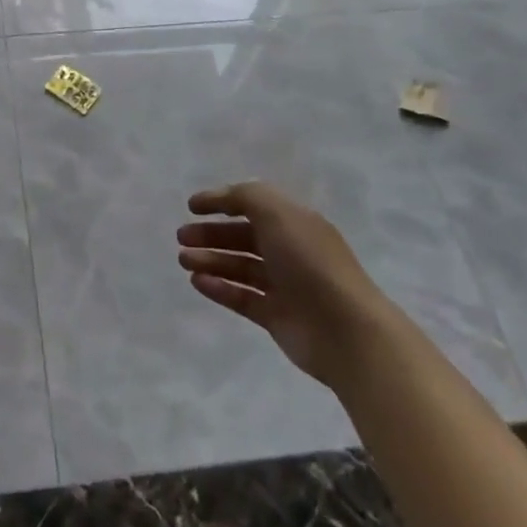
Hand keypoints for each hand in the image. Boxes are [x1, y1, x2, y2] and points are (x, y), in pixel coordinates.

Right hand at [177, 181, 385, 385]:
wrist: (344, 329)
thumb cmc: (309, 262)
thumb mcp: (277, 213)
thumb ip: (245, 197)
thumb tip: (222, 198)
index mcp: (295, 222)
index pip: (254, 205)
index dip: (222, 201)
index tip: (191, 206)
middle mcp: (290, 250)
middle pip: (244, 236)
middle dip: (212, 233)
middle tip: (182, 236)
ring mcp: (284, 285)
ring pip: (240, 267)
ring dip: (210, 260)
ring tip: (183, 260)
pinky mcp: (276, 317)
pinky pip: (241, 297)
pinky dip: (219, 288)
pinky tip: (197, 281)